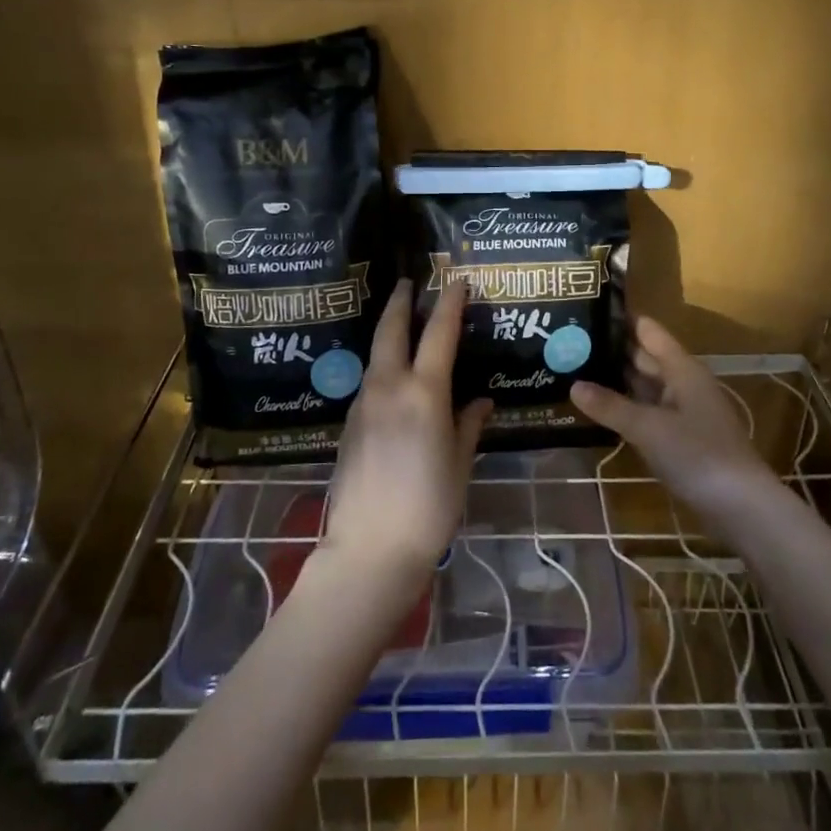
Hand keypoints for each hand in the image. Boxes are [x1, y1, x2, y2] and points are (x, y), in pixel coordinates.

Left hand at [318, 279, 491, 587]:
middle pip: (391, 330)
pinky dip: (382, 366)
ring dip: (389, 333)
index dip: (449, 303)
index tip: (456, 280)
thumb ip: (469, 425)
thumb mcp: (459, 464)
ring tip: (403, 325)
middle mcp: (389, 388)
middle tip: (408, 283)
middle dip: (400, 302)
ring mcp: (363, 405)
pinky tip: (393, 378)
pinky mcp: (349, 425)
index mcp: (424, 393)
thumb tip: (481, 401)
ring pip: (376, 355)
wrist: (369, 550)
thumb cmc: (429, 507)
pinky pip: (369, 382)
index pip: (439, 333)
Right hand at [569, 316, 785, 531]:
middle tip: (570, 342)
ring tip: (576, 370)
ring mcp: (684, 412)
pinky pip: (648, 412)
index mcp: (682, 369)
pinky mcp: (682, 438)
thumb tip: (573, 385)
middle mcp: (684, 383)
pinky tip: (600, 410)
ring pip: (646, 387)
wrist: (742, 507)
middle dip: (612, 350)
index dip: (622, 318)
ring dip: (617, 381)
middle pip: (645, 358)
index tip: (587, 307)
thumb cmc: (697, 454)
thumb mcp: (648, 428)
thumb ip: (610, 406)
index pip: (648, 331)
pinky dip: (626, 408)